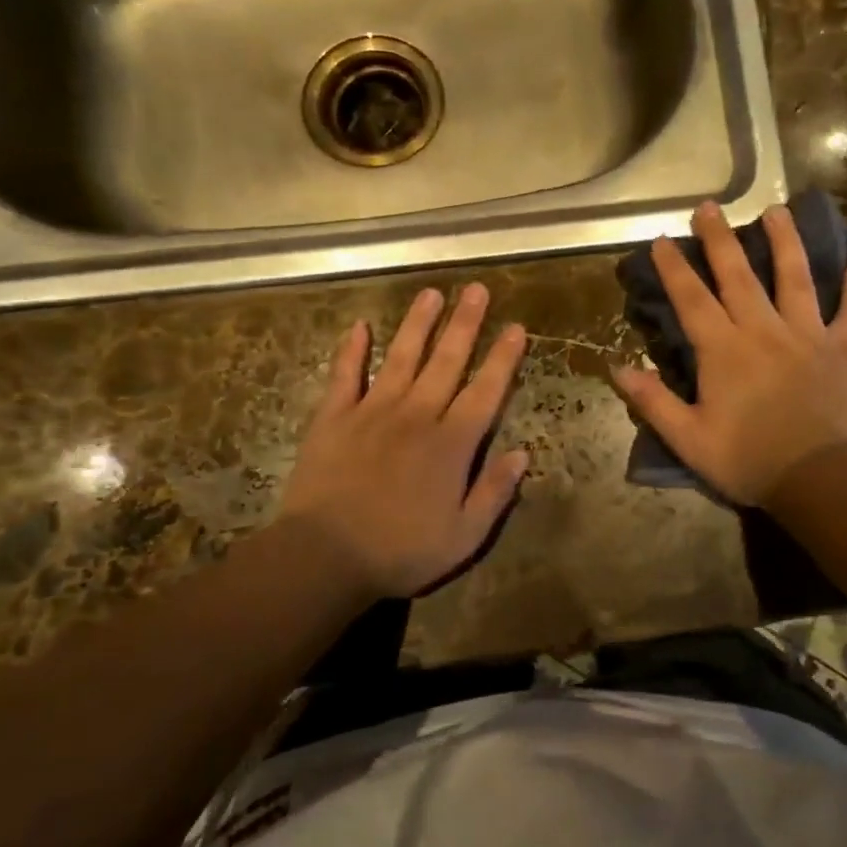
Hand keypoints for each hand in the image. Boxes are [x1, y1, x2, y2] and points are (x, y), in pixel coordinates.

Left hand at [279, 284, 529, 599]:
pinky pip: (344, 376)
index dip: (503, 358)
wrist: (324, 557)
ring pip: (401, 357)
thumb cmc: (401, 552)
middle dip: (465, 324)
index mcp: (452, 444)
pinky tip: (359, 326)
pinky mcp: (333, 418)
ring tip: (431, 293)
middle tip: (476, 289)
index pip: (486, 391)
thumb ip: (495, 492)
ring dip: (418, 324)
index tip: (515, 327)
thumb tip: (523, 454)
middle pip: (446, 361)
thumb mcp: (464, 536)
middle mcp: (417, 416)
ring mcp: (372, 412)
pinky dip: (351, 350)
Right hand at [613, 200, 846, 505]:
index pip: (692, 299)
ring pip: (795, 278)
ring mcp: (809, 335)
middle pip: (739, 275)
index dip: (675, 268)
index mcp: (724, 350)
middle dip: (721, 239)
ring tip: (777, 211)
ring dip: (785, 242)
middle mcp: (764, 330)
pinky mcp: (845, 350)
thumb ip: (654, 402)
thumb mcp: (689, 439)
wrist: (820, 479)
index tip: (663, 238)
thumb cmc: (749, 461)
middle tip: (709, 206)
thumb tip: (618, 368)